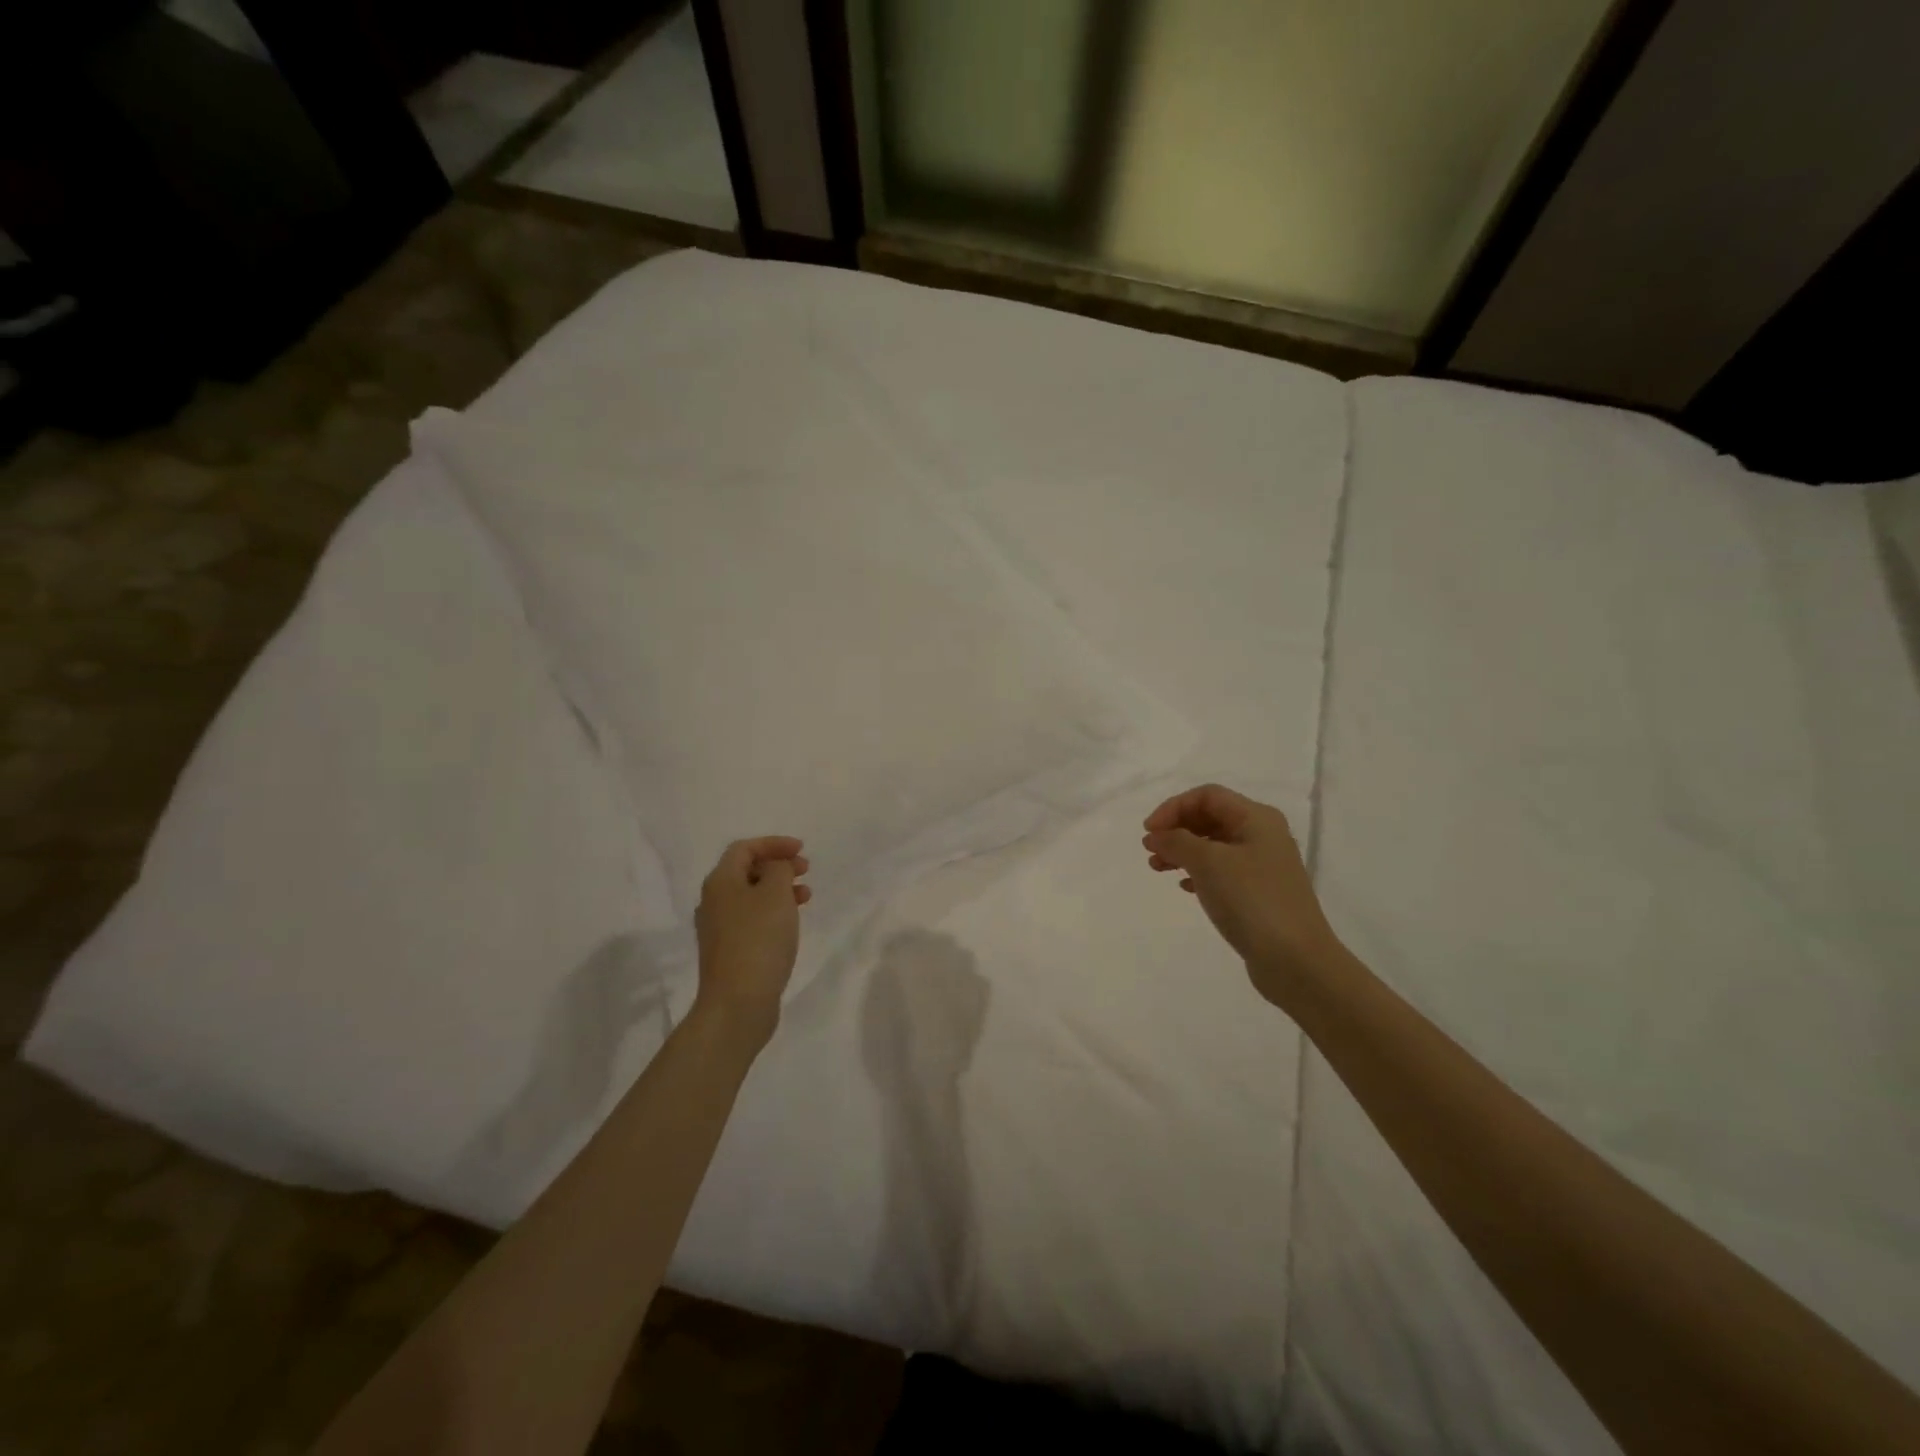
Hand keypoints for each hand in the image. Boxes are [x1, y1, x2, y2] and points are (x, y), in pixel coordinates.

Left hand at [693, 836, 810, 1039]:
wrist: (737, 1003)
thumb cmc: (759, 940)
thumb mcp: (775, 894)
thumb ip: (779, 869)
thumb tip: (774, 867)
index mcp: (720, 882)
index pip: (744, 848)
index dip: (773, 844)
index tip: (802, 850)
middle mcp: (713, 902)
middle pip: (746, 871)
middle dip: (777, 866)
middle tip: (805, 871)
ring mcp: (718, 929)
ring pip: (751, 896)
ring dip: (779, 890)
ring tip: (806, 897)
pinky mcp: (728, 952)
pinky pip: (752, 919)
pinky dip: (773, 912)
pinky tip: (790, 924)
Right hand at [1142, 784, 1342, 1010]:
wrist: (1296, 961)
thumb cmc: (1252, 901)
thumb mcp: (1208, 863)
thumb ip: (1177, 842)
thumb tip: (1157, 835)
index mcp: (1257, 819)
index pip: (1207, 796)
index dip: (1173, 807)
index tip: (1149, 831)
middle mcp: (1263, 836)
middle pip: (1210, 818)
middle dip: (1176, 829)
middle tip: (1150, 849)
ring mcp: (1263, 866)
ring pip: (1214, 845)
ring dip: (1183, 851)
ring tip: (1157, 868)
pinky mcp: (1259, 893)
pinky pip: (1222, 870)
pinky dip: (1198, 872)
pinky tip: (1184, 887)